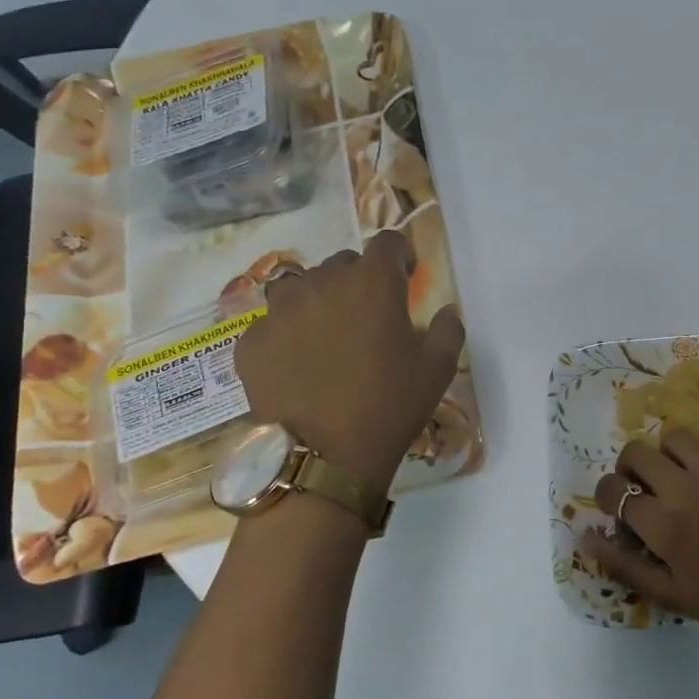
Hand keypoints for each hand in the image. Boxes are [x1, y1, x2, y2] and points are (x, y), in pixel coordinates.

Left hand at [233, 230, 463, 488]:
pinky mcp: (251, 342)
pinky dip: (287, 335)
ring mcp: (279, 311)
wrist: (325, 457)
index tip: (405, 277)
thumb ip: (448, 328)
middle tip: (368, 317)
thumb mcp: (439, 368)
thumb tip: (445, 311)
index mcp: (372, 282)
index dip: (399, 256)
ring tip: (326, 336)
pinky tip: (297, 366)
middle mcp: (322, 283)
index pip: (387, 242)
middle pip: (342, 264)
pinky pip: (272, 325)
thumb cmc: (391, 406)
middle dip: (358, 281)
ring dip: (318, 301)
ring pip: (300, 288)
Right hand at [583, 430, 698, 645]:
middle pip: (638, 452)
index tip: (618, 506)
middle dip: (630, 468)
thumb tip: (583, 536)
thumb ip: (623, 564)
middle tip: (643, 487)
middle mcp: (689, 488)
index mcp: (665, 523)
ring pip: (675, 438)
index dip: (608, 495)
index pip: (614, 489)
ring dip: (667, 456)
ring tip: (678, 478)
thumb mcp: (671, 593)